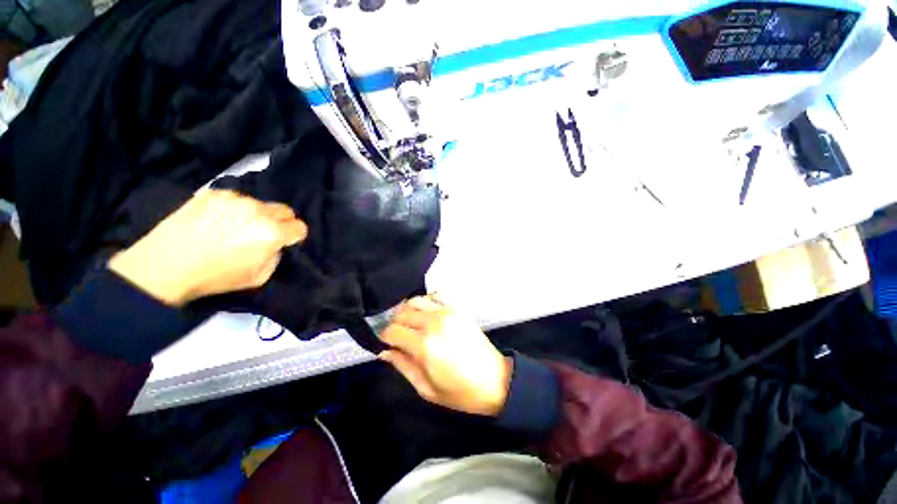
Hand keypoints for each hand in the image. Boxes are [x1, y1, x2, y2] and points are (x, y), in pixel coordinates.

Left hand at [108, 189, 306, 305]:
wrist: (164, 266)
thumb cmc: (215, 277)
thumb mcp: (259, 277)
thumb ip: (275, 257)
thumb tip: (275, 245)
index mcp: (272, 233)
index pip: (300, 227)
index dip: (294, 236)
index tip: (284, 242)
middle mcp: (257, 210)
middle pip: (285, 210)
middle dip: (281, 222)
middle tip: (263, 234)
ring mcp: (234, 199)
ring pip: (259, 204)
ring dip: (255, 215)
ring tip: (233, 227)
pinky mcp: (213, 193)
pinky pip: (235, 199)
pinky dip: (233, 209)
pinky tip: (216, 221)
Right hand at [379, 295, 512, 416]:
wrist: (496, 380)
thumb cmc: (460, 392)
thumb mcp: (427, 389)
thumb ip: (403, 366)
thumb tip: (384, 351)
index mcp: (425, 346)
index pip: (392, 331)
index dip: (384, 338)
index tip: (387, 345)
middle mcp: (434, 323)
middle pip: (402, 312)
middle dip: (395, 324)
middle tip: (398, 337)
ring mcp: (448, 312)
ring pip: (416, 300)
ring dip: (408, 311)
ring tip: (410, 325)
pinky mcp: (457, 309)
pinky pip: (434, 297)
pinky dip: (425, 303)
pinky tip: (426, 315)